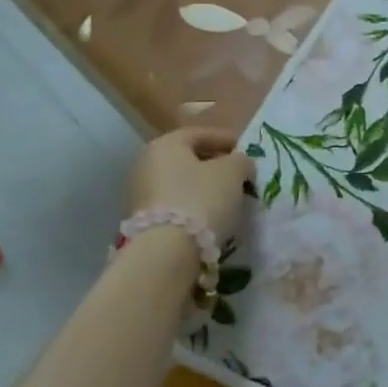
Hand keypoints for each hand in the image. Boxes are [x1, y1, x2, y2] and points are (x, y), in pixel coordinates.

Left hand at [128, 128, 253, 237]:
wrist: (167, 251)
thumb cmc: (202, 198)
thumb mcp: (234, 171)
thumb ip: (241, 161)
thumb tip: (240, 164)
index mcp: (165, 145)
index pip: (200, 134)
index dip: (227, 140)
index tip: (247, 151)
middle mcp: (146, 164)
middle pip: (188, 159)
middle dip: (216, 165)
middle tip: (240, 175)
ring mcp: (140, 194)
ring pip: (181, 183)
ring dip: (205, 187)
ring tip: (230, 198)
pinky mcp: (143, 221)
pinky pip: (176, 204)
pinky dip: (194, 205)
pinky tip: (212, 216)